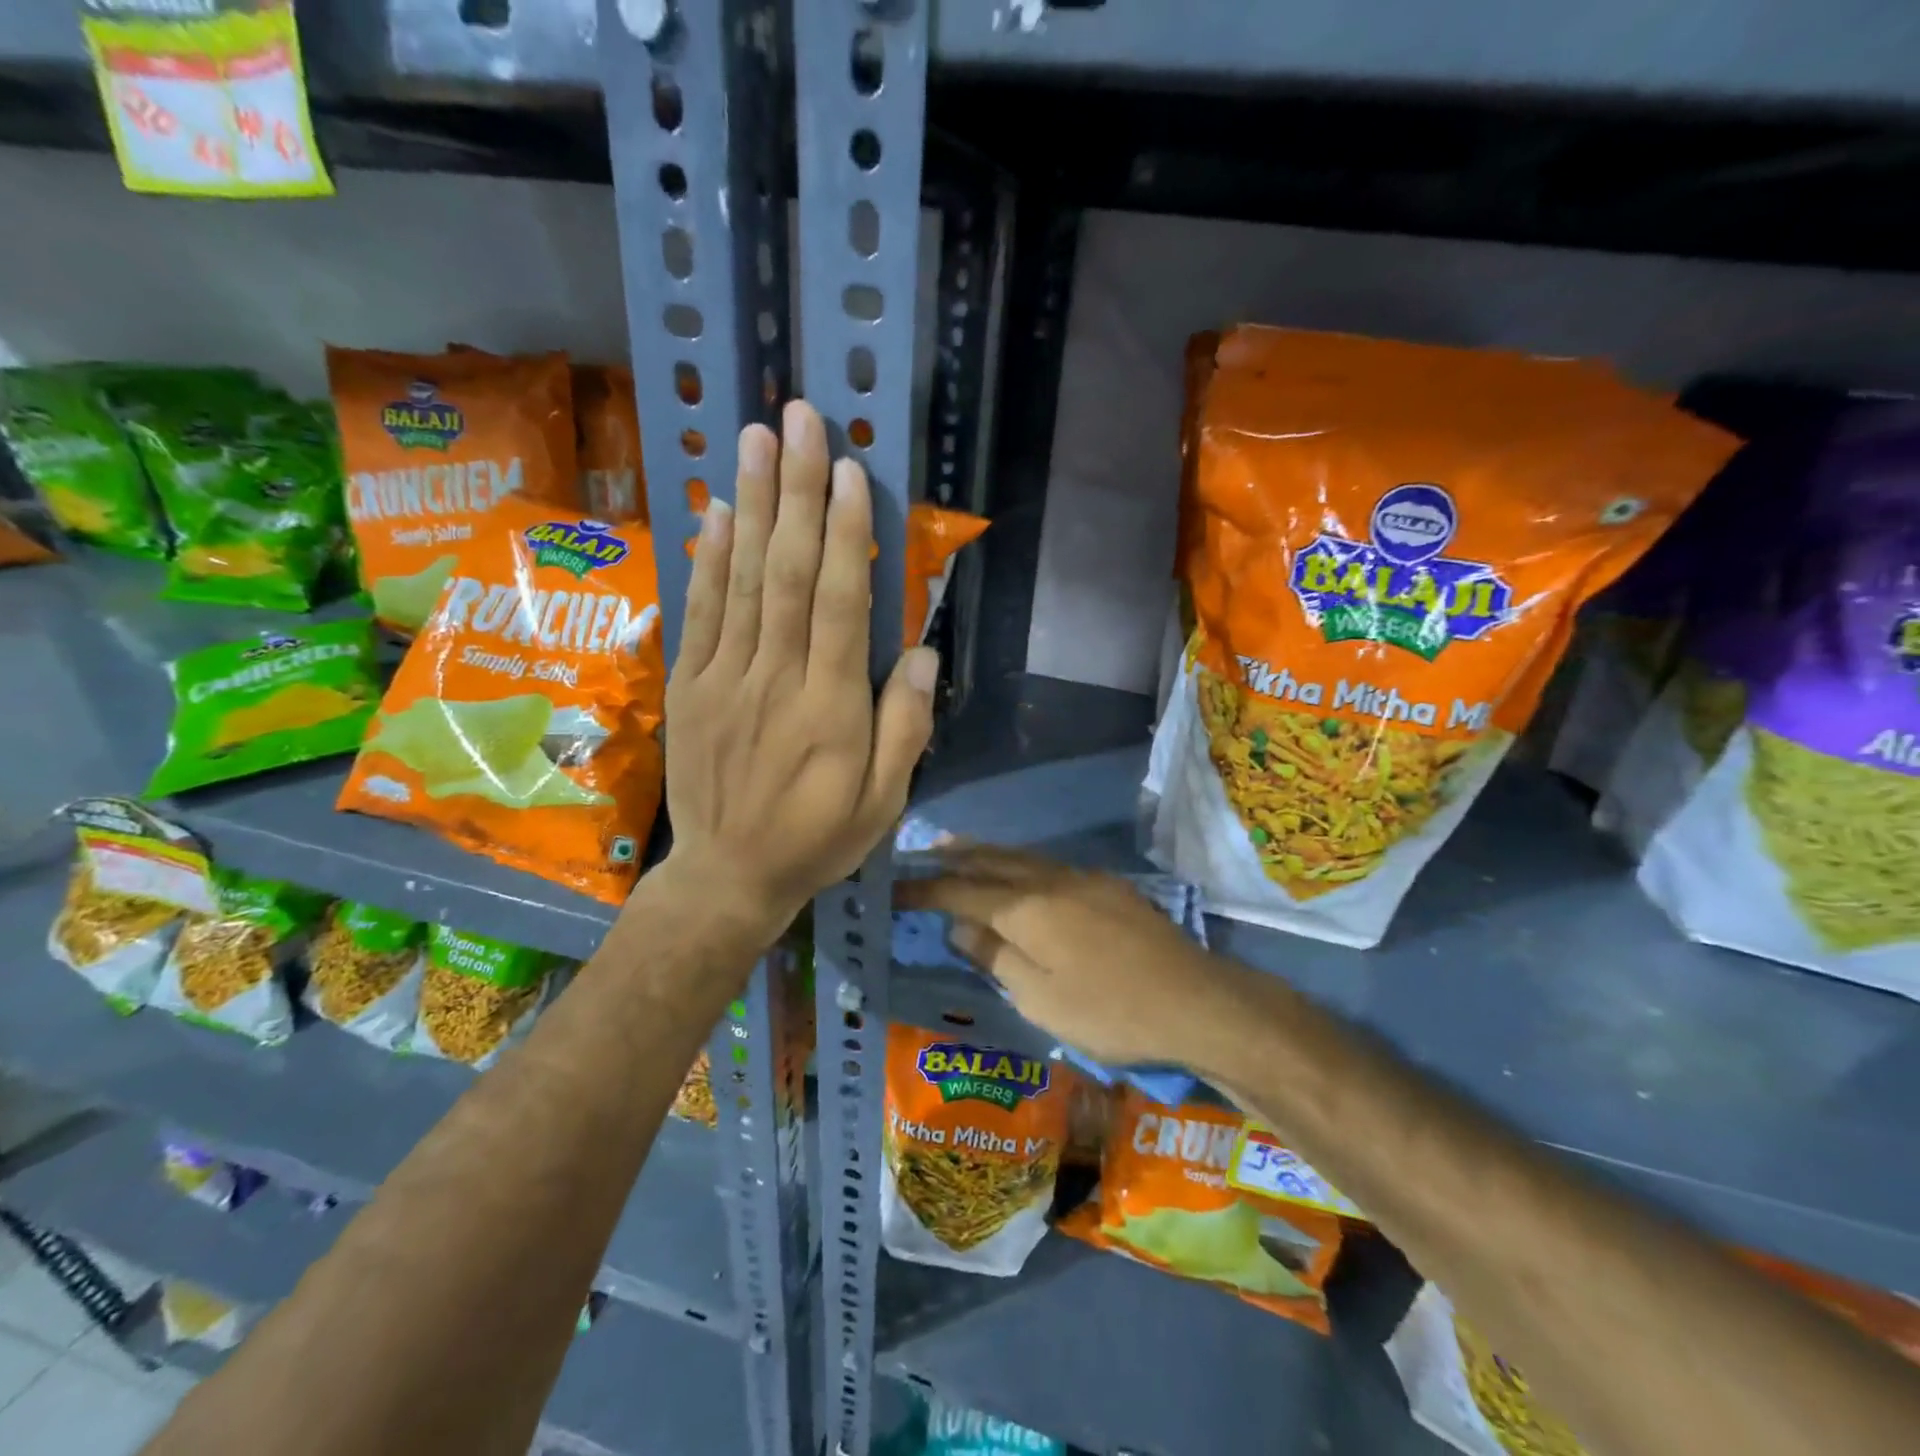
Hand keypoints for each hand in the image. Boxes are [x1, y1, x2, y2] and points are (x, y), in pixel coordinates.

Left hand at [660, 400, 937, 928]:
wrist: (728, 875)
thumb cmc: (818, 838)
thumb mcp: (885, 803)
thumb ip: (905, 728)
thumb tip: (920, 653)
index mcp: (830, 709)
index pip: (839, 605)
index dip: (845, 535)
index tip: (850, 472)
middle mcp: (775, 680)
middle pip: (787, 574)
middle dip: (796, 492)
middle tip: (802, 421)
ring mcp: (724, 679)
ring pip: (740, 580)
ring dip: (750, 505)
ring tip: (757, 440)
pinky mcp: (690, 686)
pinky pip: (700, 612)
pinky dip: (708, 558)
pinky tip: (716, 511)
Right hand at [896, 846, 1233, 1066]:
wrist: (1193, 999)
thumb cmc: (1109, 1010)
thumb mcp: (1040, 999)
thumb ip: (996, 957)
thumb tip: (960, 928)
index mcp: (1025, 908)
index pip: (960, 893)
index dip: (924, 890)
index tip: (894, 889)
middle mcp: (1049, 880)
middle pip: (990, 861)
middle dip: (953, 857)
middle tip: (923, 852)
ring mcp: (1082, 878)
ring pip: (1021, 857)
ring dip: (985, 853)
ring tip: (959, 849)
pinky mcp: (1107, 886)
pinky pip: (1047, 864)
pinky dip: (1019, 862)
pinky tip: (1019, 871)